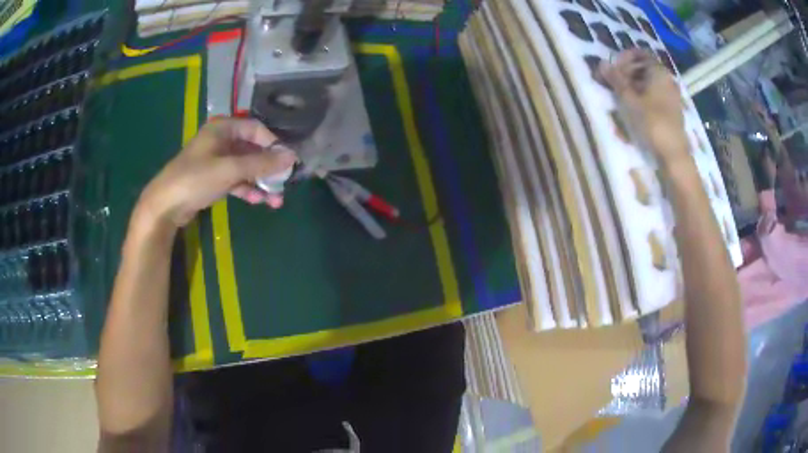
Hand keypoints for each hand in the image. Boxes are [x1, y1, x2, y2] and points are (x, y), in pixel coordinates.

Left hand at [136, 118, 296, 228]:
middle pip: (252, 150)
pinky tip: (258, 201)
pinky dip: (247, 189)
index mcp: (223, 129)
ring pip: (245, 167)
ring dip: (260, 182)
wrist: (164, 206)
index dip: (273, 144)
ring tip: (275, 200)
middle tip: (283, 185)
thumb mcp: (230, 169)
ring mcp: (216, 161)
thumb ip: (261, 163)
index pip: (256, 129)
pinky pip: (236, 180)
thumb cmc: (195, 179)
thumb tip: (292, 157)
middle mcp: (221, 141)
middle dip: (268, 169)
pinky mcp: (212, 179)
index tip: (287, 162)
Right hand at [600, 49, 687, 161]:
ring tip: (622, 95)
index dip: (624, 57)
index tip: (613, 68)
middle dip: (628, 70)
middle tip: (614, 82)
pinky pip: (656, 92)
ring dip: (635, 83)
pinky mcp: (672, 107)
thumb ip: (616, 80)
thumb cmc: (652, 122)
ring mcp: (671, 93)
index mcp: (658, 71)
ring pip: (650, 80)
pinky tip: (636, 105)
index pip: (639, 53)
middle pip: (644, 66)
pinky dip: (644, 93)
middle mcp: (667, 78)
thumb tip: (602, 63)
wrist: (674, 153)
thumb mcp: (630, 100)